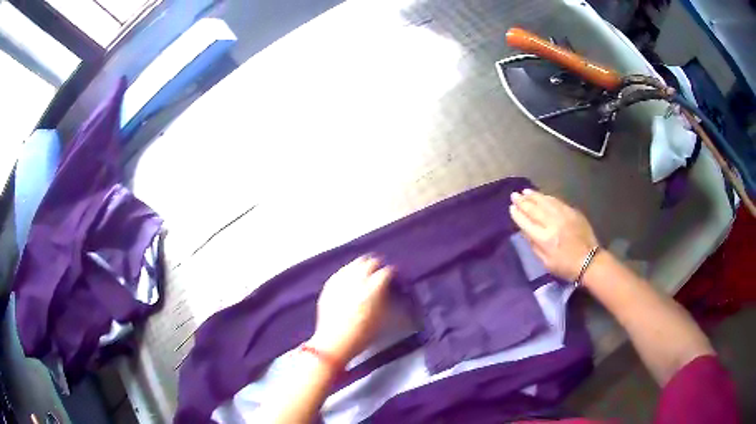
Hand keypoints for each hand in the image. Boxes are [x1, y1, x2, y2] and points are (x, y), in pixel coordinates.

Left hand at [309, 255, 392, 366]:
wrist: (334, 342)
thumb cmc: (363, 335)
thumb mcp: (384, 320)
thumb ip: (392, 302)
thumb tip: (397, 293)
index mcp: (373, 288)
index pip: (386, 272)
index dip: (393, 274)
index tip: (395, 279)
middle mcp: (357, 280)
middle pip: (370, 263)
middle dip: (378, 267)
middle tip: (381, 274)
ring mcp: (341, 281)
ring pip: (355, 264)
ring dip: (363, 266)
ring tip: (366, 273)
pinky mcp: (329, 285)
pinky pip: (341, 271)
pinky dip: (349, 272)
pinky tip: (351, 277)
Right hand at [509, 189, 598, 280]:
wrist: (590, 261)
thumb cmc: (566, 267)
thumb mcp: (546, 262)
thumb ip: (534, 245)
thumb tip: (525, 230)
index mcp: (545, 239)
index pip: (526, 223)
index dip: (518, 215)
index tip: (511, 208)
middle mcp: (553, 224)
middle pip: (534, 209)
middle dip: (523, 202)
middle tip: (514, 195)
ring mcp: (564, 215)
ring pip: (545, 202)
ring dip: (534, 196)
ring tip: (525, 191)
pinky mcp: (572, 212)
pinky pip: (557, 201)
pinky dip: (547, 197)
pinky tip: (542, 195)